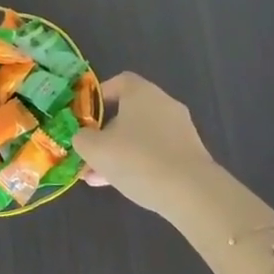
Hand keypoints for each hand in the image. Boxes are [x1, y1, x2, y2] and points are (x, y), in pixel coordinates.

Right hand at [77, 73, 223, 220]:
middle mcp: (163, 104)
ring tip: (98, 177)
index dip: (99, 96)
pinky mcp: (189, 153)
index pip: (119, 81)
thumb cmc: (137, 159)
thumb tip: (84, 137)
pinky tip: (122, 185)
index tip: (85, 115)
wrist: (191, 192)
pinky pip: (156, 152)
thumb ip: (82, 138)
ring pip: (140, 136)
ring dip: (119, 152)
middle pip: (128, 112)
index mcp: (142, 93)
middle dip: (105, 133)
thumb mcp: (95, 149)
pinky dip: (139, 163)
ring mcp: (179, 129)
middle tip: (88, 152)